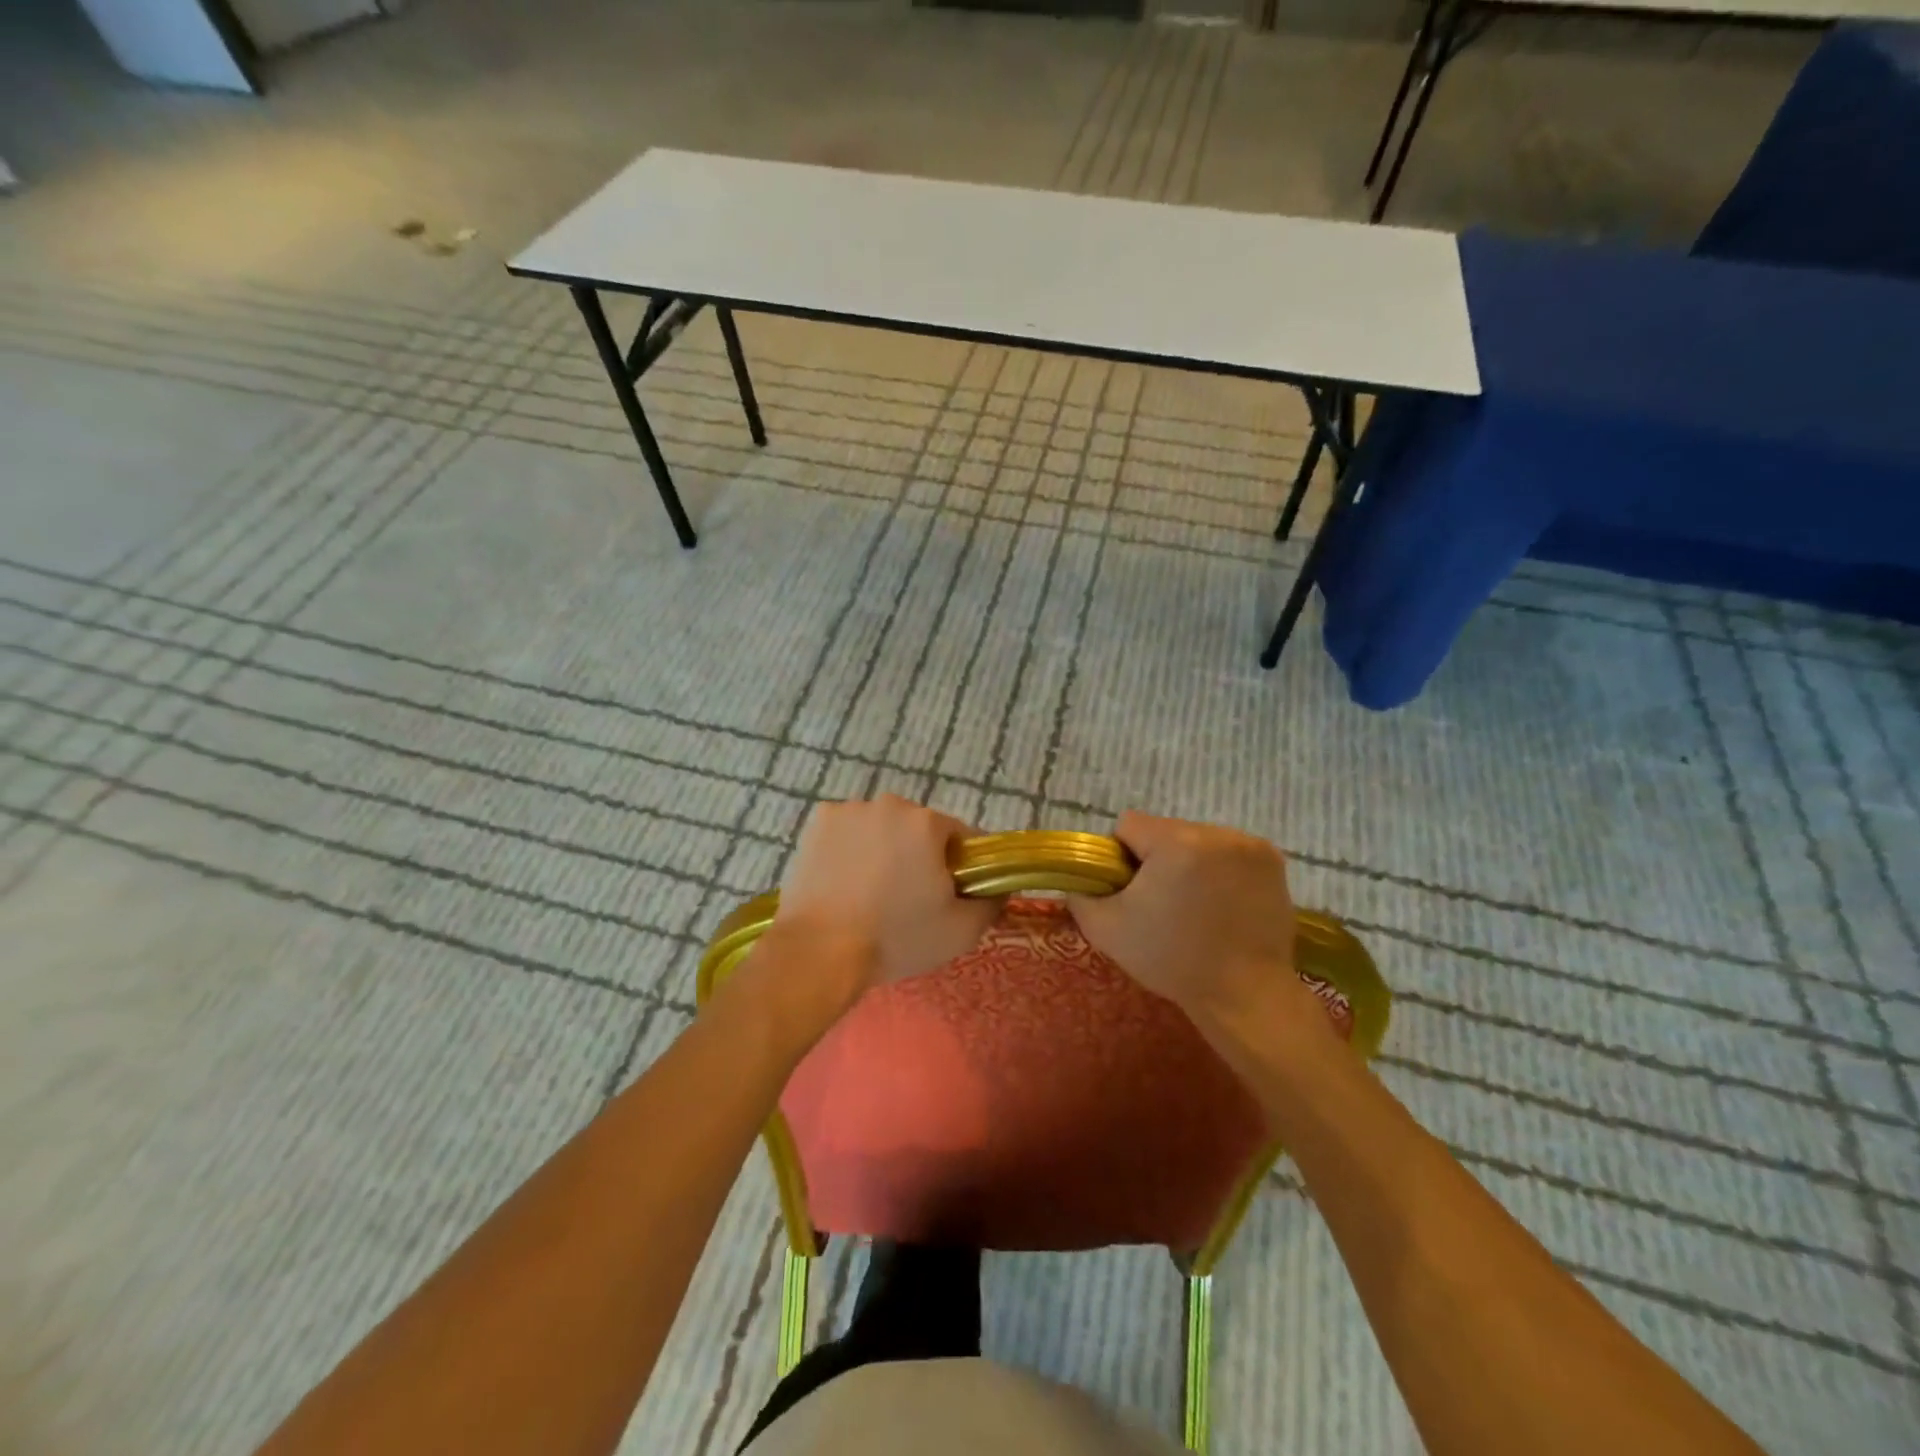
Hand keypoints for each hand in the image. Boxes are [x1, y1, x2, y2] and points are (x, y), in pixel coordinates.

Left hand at [773, 796, 1000, 989]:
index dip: (962, 867)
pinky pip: (848, 832)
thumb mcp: (961, 931)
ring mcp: (849, 810)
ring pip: (882, 828)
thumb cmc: (896, 938)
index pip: (962, 837)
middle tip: (909, 899)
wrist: (818, 952)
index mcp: (927, 822)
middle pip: (919, 829)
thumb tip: (999, 887)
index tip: (950, 895)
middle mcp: (890, 805)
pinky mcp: (816, 823)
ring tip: (871, 893)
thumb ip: (991, 902)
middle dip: (920, 856)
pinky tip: (844, 881)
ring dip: (884, 849)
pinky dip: (850, 849)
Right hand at [1068, 812, 1327, 1045]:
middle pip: (1165, 831)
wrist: (1245, 994)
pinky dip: (1220, 869)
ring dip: (1190, 862)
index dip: (1121, 857)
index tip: (1132, 891)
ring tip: (1196, 906)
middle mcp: (1214, 832)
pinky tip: (1223, 902)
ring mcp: (1248, 844)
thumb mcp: (1107, 930)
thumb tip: (1077, 878)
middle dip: (1157, 858)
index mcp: (1174, 842)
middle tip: (1163, 903)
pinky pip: (1228, 850)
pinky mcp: (1272, 860)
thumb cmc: (1172, 961)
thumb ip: (1081, 894)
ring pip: (1197, 839)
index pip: (1129, 825)